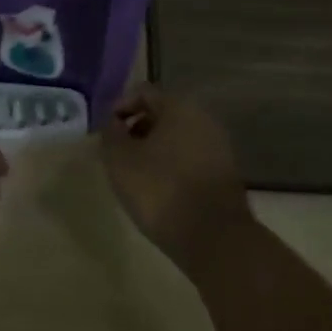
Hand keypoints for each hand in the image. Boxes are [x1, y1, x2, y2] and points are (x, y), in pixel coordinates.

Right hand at [100, 87, 253, 274]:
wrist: (214, 238)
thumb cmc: (161, 190)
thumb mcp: (120, 160)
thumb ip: (111, 134)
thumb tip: (114, 123)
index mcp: (179, 107)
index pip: (143, 92)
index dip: (120, 107)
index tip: (106, 132)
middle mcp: (203, 118)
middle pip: (162, 113)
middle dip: (137, 129)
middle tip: (118, 153)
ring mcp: (218, 146)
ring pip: (177, 137)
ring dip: (154, 149)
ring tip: (136, 174)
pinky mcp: (225, 173)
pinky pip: (191, 157)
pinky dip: (172, 165)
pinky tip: (160, 189)